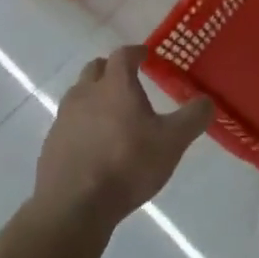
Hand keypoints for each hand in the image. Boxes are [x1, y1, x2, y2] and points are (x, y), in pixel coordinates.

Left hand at [36, 46, 213, 225]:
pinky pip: (69, 123)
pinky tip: (94, 144)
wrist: (75, 205)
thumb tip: (207, 101)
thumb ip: (193, 118)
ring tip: (111, 113)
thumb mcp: (172, 142)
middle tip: (127, 80)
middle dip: (111, 69)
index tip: (145, 54)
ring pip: (79, 95)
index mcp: (115, 86)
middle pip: (95, 69)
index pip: (123, 55)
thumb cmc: (128, 165)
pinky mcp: (51, 144)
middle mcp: (85, 94)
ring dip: (94, 96)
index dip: (135, 52)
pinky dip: (82, 124)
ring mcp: (63, 119)